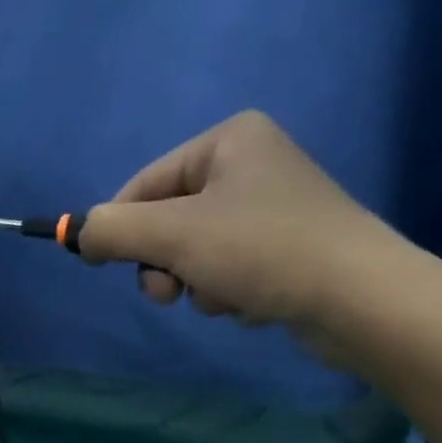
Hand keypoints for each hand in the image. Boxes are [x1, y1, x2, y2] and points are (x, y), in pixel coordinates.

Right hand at [78, 110, 413, 344]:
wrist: (362, 300)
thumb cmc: (261, 250)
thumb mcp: (171, 235)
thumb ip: (111, 230)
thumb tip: (79, 235)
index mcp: (228, 140)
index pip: (144, 183)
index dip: (119, 227)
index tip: (101, 265)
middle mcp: (252, 164)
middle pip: (170, 220)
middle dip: (166, 262)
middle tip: (170, 292)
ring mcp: (274, 207)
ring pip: (197, 251)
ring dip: (197, 282)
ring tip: (225, 297)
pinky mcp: (290, 248)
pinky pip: (231, 268)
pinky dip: (230, 290)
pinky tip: (254, 302)